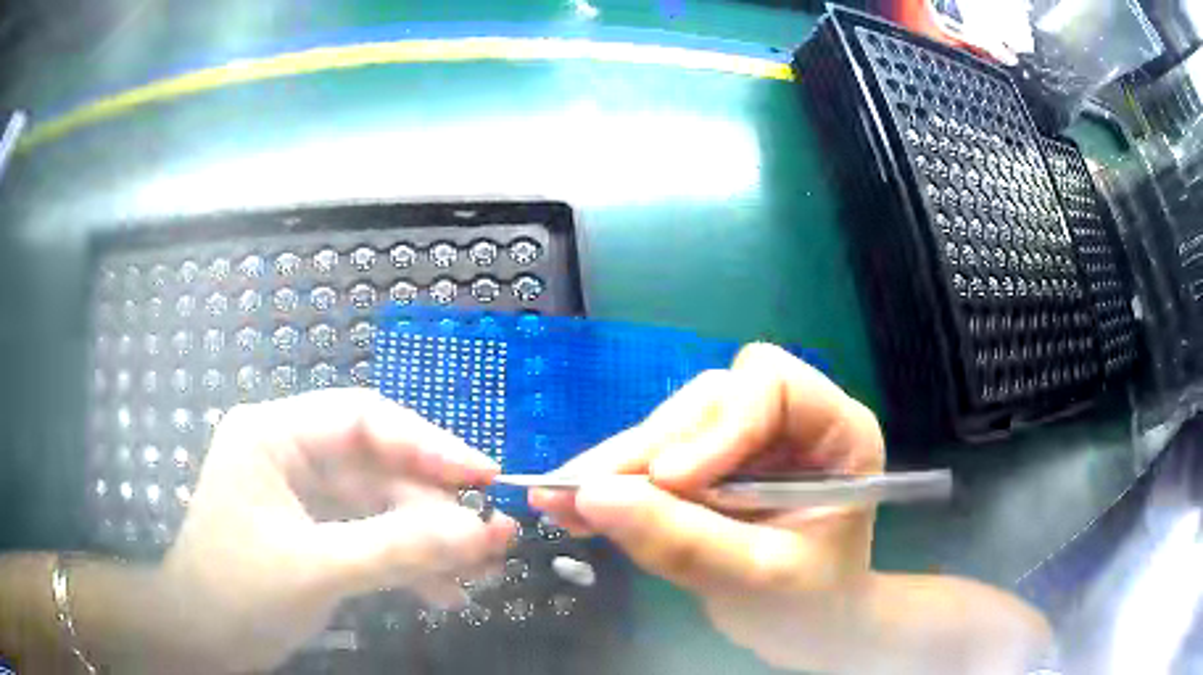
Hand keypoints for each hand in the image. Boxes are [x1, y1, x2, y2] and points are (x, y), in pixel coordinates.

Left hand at [151, 389, 514, 671]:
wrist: (202, 639)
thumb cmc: (239, 592)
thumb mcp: (318, 568)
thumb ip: (400, 549)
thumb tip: (485, 532)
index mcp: (274, 435)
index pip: (363, 419)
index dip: (429, 444)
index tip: (484, 477)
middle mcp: (290, 454)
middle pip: (379, 466)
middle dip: (435, 507)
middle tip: (491, 539)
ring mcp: (302, 495)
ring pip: (381, 506)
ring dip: (427, 541)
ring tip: (477, 575)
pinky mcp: (313, 532)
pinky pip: (370, 536)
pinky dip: (405, 562)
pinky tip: (441, 593)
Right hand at [531, 343, 883, 672]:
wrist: (808, 624)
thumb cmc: (809, 604)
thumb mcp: (757, 579)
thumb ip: (685, 541)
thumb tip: (593, 495)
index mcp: (837, 431)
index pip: (771, 385)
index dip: (717, 425)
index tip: (671, 481)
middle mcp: (794, 422)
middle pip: (710, 402)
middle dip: (648, 449)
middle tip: (580, 492)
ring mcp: (751, 441)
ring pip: (674, 427)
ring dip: (618, 465)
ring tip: (563, 501)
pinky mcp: (715, 465)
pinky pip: (657, 458)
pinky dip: (616, 483)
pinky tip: (575, 505)